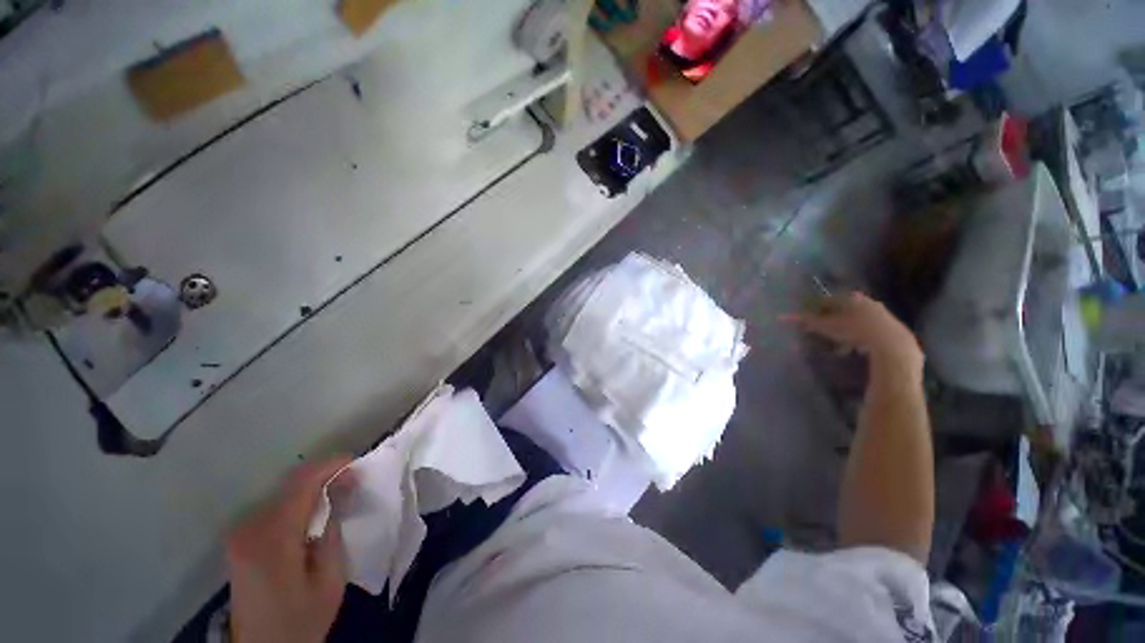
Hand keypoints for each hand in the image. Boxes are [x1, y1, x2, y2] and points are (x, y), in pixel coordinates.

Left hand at [227, 457, 353, 642]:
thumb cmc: (300, 620)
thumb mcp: (329, 580)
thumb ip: (333, 532)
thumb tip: (342, 492)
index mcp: (272, 538)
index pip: (302, 483)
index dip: (331, 465)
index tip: (357, 463)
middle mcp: (250, 528)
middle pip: (291, 485)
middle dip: (326, 477)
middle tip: (353, 483)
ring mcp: (240, 535)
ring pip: (283, 494)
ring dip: (313, 489)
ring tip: (338, 496)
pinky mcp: (240, 542)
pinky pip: (274, 508)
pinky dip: (298, 503)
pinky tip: (315, 513)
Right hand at [787, 292, 922, 375]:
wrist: (891, 345)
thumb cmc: (855, 331)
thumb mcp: (826, 327)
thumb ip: (806, 321)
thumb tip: (781, 317)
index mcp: (851, 298)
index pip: (828, 300)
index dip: (816, 309)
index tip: (808, 320)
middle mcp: (866, 302)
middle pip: (843, 310)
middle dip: (832, 321)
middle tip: (823, 333)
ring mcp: (881, 314)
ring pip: (856, 321)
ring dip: (845, 331)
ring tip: (838, 346)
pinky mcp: (891, 327)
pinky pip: (869, 330)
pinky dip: (859, 337)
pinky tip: (855, 349)